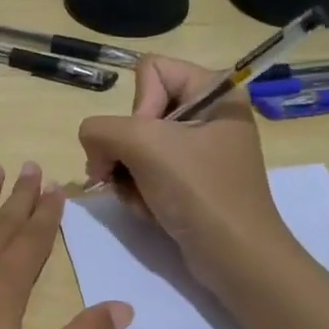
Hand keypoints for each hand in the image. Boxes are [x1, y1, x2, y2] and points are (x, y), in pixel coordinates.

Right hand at [78, 56, 292, 283]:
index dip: (138, 106)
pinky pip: (148, 173)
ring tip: (142, 199)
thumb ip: (101, 129)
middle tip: (126, 177)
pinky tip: (149, 211)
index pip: (150, 71)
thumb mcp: (144, 146)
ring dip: (128, 176)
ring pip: (136, 146)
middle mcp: (209, 115)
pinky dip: (139, 192)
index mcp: (215, 91)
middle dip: (125, 149)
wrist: (235, 257)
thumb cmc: (199, 191)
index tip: (147, 142)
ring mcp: (200, 151)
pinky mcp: (192, 182)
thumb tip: (93, 146)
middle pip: (139, 112)